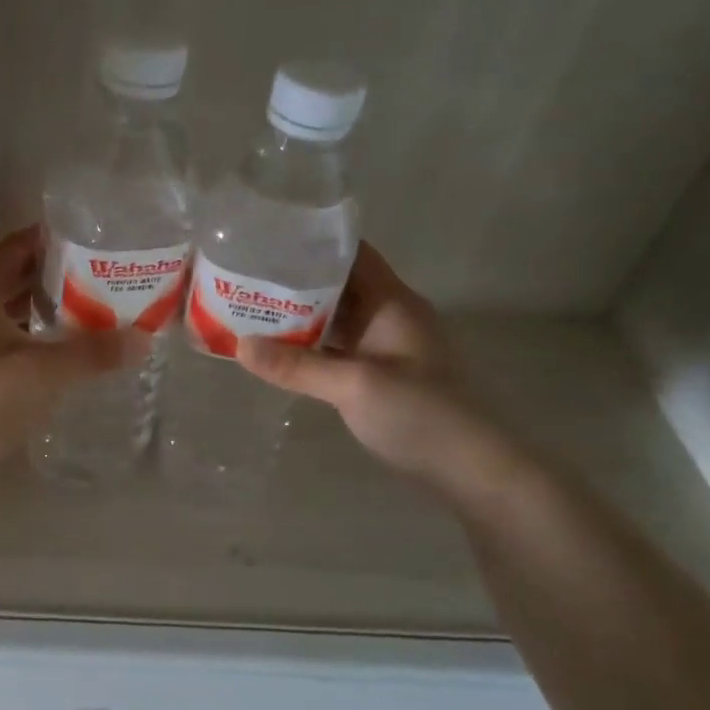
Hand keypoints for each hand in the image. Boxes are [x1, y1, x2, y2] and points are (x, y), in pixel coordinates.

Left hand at [0, 228, 145, 459]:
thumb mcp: (44, 372)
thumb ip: (93, 352)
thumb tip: (143, 338)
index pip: (18, 249)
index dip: (53, 242)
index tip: (91, 243)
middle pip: (10, 279)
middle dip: (51, 279)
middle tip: (96, 279)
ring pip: (0, 312)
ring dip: (36, 311)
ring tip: (80, 314)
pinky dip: (21, 338)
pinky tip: (48, 354)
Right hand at [238, 242, 507, 487]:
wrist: (468, 468)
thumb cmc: (419, 413)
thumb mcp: (354, 386)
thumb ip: (296, 366)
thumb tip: (240, 346)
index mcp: (392, 302)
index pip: (353, 254)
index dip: (314, 243)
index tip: (268, 241)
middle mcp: (389, 316)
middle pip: (339, 284)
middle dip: (295, 280)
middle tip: (245, 277)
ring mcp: (385, 346)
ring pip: (335, 317)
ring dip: (299, 314)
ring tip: (251, 308)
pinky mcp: (379, 374)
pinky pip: (337, 347)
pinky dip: (309, 344)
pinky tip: (278, 349)